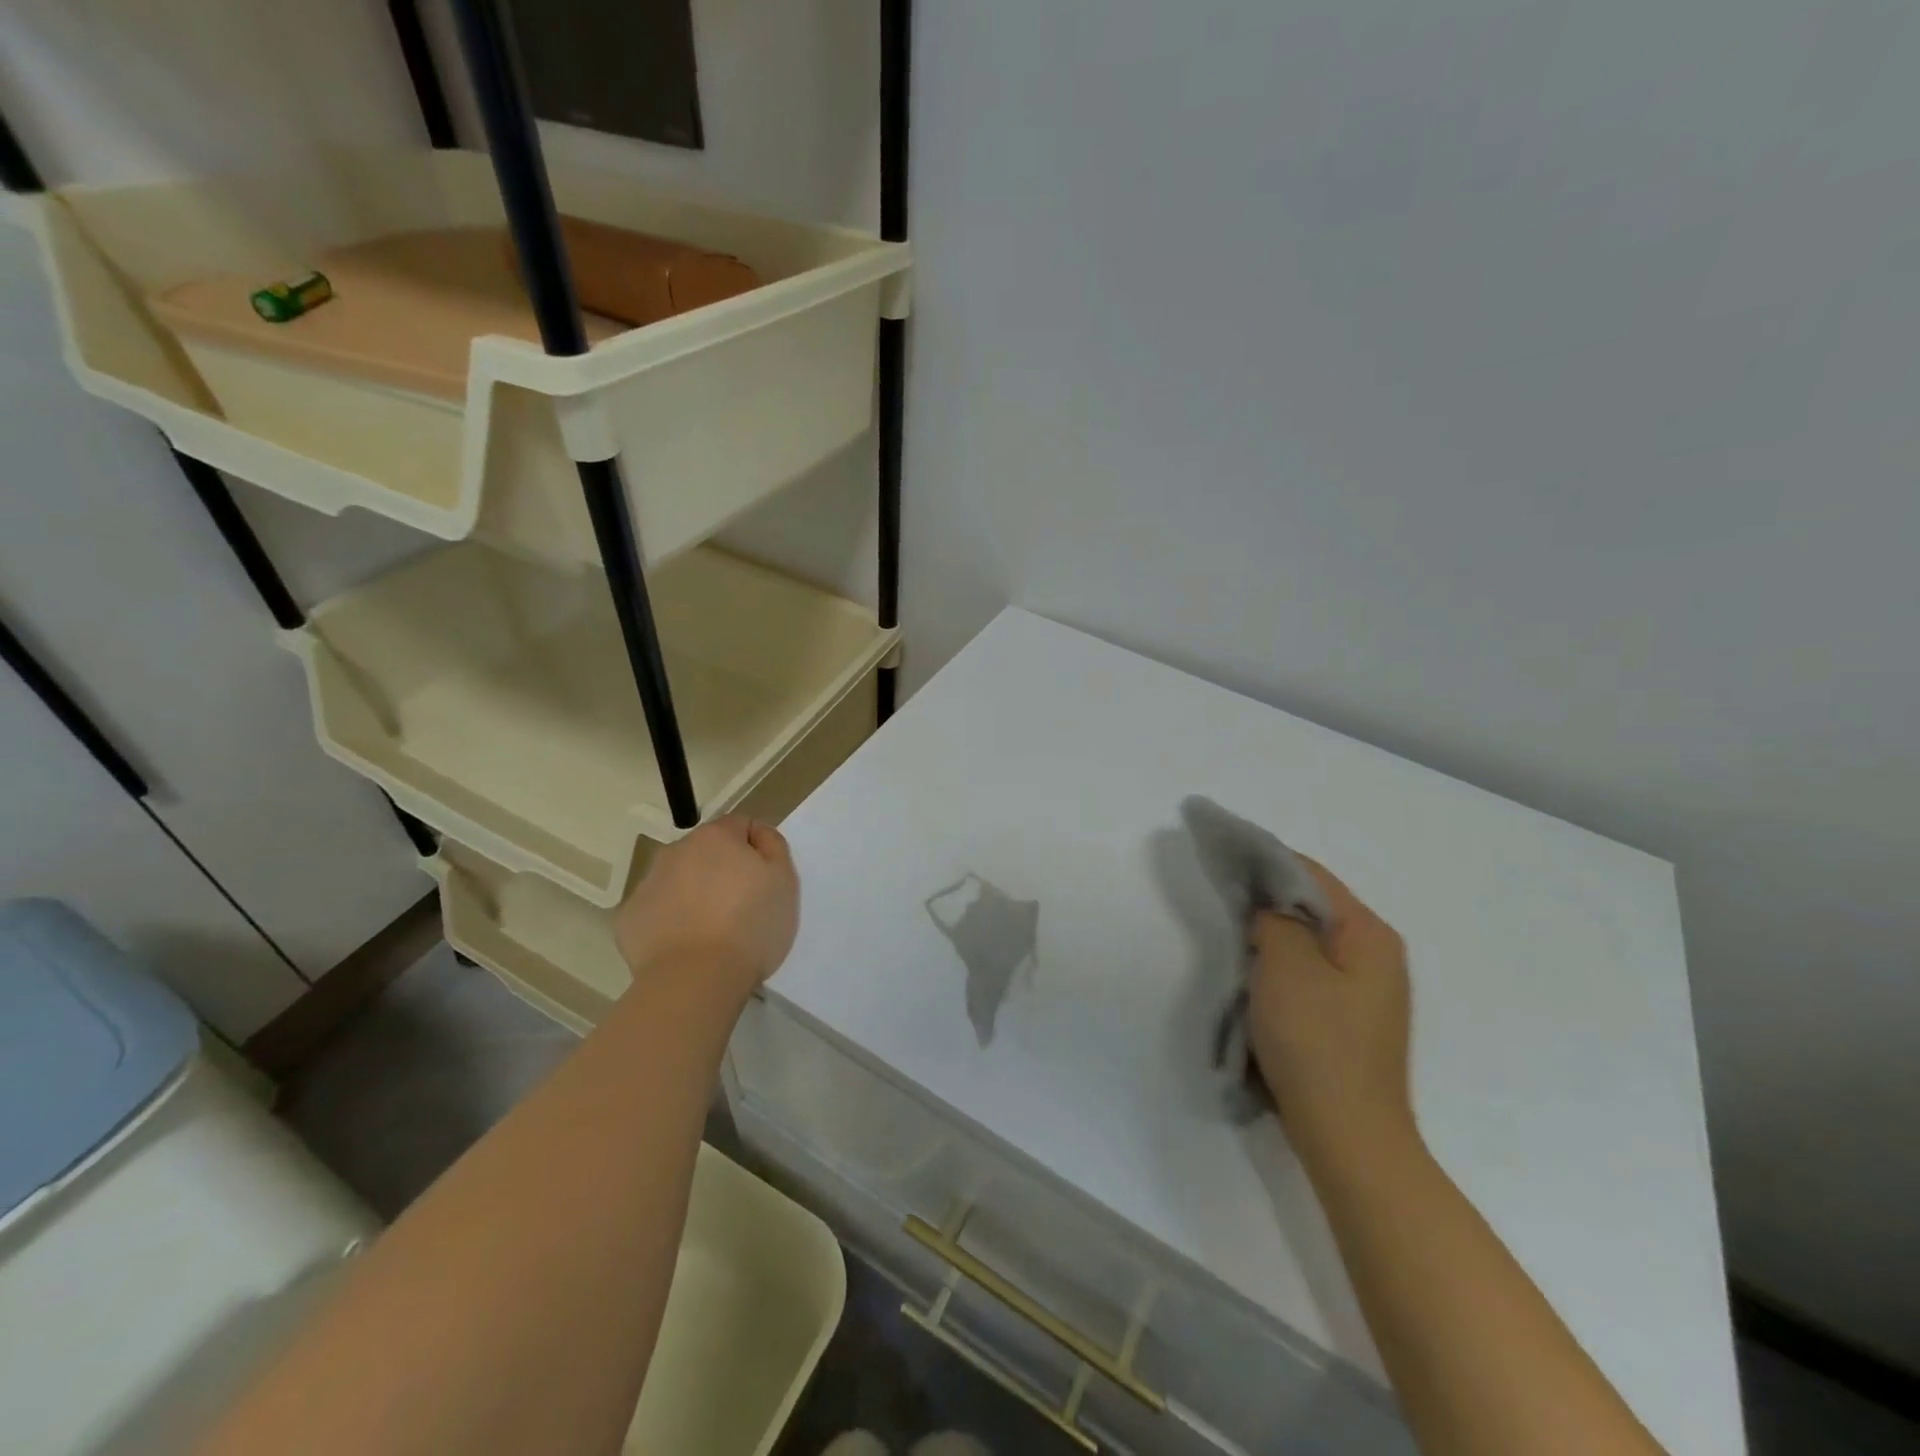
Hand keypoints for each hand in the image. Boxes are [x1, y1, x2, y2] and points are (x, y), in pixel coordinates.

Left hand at [613, 816, 798, 1006]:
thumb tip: (758, 834)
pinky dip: (670, 922)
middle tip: (741, 907)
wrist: (695, 979)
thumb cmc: (750, 926)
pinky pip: (657, 911)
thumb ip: (773, 846)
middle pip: (706, 852)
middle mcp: (676, 851)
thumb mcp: (785, 881)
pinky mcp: (629, 918)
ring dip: (694, 894)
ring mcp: (647, 884)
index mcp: (716, 837)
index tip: (765, 881)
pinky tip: (685, 947)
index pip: (741, 826)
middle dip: (722, 870)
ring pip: (678, 880)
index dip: (756, 849)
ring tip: (712, 932)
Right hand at [1249, 859, 1414, 1165]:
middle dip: (1268, 897)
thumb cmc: (1316, 1042)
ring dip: (1273, 934)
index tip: (1224, 853)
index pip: (1310, 874)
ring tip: (1235, 932)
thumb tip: (1268, 909)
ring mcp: (1367, 990)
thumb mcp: (1285, 966)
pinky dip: (1282, 964)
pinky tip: (1256, 974)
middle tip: (1224, 895)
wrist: (1349, 1137)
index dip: (1265, 859)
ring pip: (1310, 940)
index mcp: (1369, 934)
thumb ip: (1273, 920)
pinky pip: (1312, 972)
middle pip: (1313, 905)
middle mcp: (1377, 954)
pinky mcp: (1351, 1019)